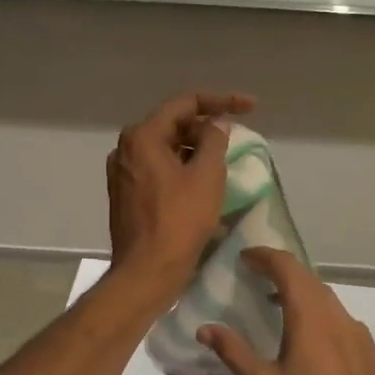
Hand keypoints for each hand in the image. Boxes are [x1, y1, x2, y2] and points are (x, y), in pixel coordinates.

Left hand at [107, 91, 254, 295]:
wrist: (147, 272)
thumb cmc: (179, 222)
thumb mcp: (206, 176)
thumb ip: (214, 141)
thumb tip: (216, 124)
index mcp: (142, 137)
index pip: (185, 104)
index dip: (221, 101)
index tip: (251, 107)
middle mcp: (125, 149)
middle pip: (172, 126)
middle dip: (205, 129)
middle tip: (234, 140)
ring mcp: (122, 174)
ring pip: (165, 150)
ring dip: (194, 151)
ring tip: (221, 163)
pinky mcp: (126, 197)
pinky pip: (158, 171)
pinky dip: (180, 171)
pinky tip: (200, 185)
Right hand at [198, 248, 374, 374]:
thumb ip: (233, 352)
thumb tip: (205, 328)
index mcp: (309, 317)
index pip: (287, 268)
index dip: (266, 256)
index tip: (246, 257)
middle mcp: (337, 316)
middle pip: (309, 280)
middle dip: (282, 273)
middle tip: (258, 277)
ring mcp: (359, 333)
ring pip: (329, 301)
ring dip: (303, 295)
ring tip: (281, 307)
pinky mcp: (371, 352)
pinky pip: (343, 323)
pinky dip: (323, 318)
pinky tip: (314, 343)